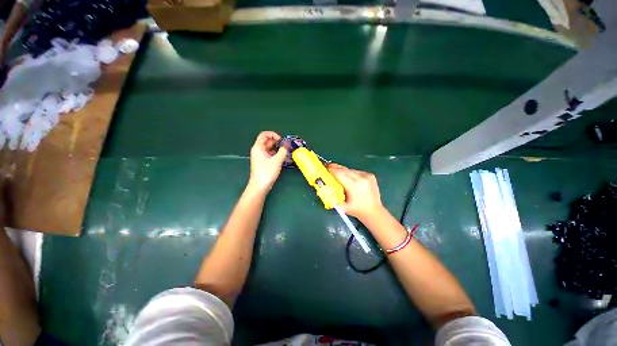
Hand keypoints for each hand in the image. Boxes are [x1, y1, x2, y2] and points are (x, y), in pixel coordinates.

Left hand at [248, 131, 287, 192]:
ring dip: (277, 149)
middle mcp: (258, 150)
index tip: (281, 140)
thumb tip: (287, 144)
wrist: (260, 186)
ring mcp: (260, 157)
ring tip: (285, 152)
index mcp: (258, 147)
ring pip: (269, 148)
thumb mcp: (277, 160)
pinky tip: (282, 158)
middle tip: (286, 147)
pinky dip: (276, 154)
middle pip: (267, 141)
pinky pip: (270, 154)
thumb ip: (283, 151)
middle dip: (277, 142)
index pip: (264, 134)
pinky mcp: (263, 162)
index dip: (273, 134)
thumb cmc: (267, 172)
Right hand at [327, 164, 384, 221]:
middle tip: (327, 166)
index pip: (340, 174)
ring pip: (350, 170)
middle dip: (335, 167)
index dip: (331, 170)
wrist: (374, 212)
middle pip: (344, 170)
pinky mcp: (370, 175)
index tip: (325, 167)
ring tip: (336, 171)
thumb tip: (323, 187)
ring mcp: (367, 176)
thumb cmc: (357, 210)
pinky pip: (356, 171)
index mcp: (354, 186)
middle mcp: (361, 178)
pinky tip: (347, 176)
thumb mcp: (342, 206)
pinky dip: (350, 173)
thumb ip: (332, 197)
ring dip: (343, 170)